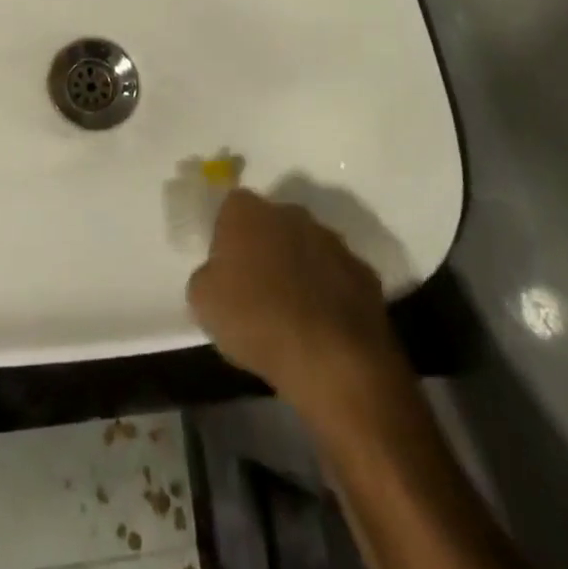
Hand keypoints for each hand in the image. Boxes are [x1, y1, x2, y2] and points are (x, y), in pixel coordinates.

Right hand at [187, 189, 400, 423]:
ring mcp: (332, 241)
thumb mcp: (203, 301)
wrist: (332, 360)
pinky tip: (322, 326)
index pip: (230, 209)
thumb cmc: (256, 320)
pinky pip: (337, 277)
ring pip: (307, 247)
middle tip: (257, 288)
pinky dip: (329, 293)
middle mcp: (291, 213)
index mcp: (247, 211)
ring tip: (292, 312)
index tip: (226, 269)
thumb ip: (207, 275)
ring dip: (299, 268)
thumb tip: (219, 274)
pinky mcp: (364, 273)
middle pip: (272, 223)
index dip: (226, 237)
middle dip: (265, 247)